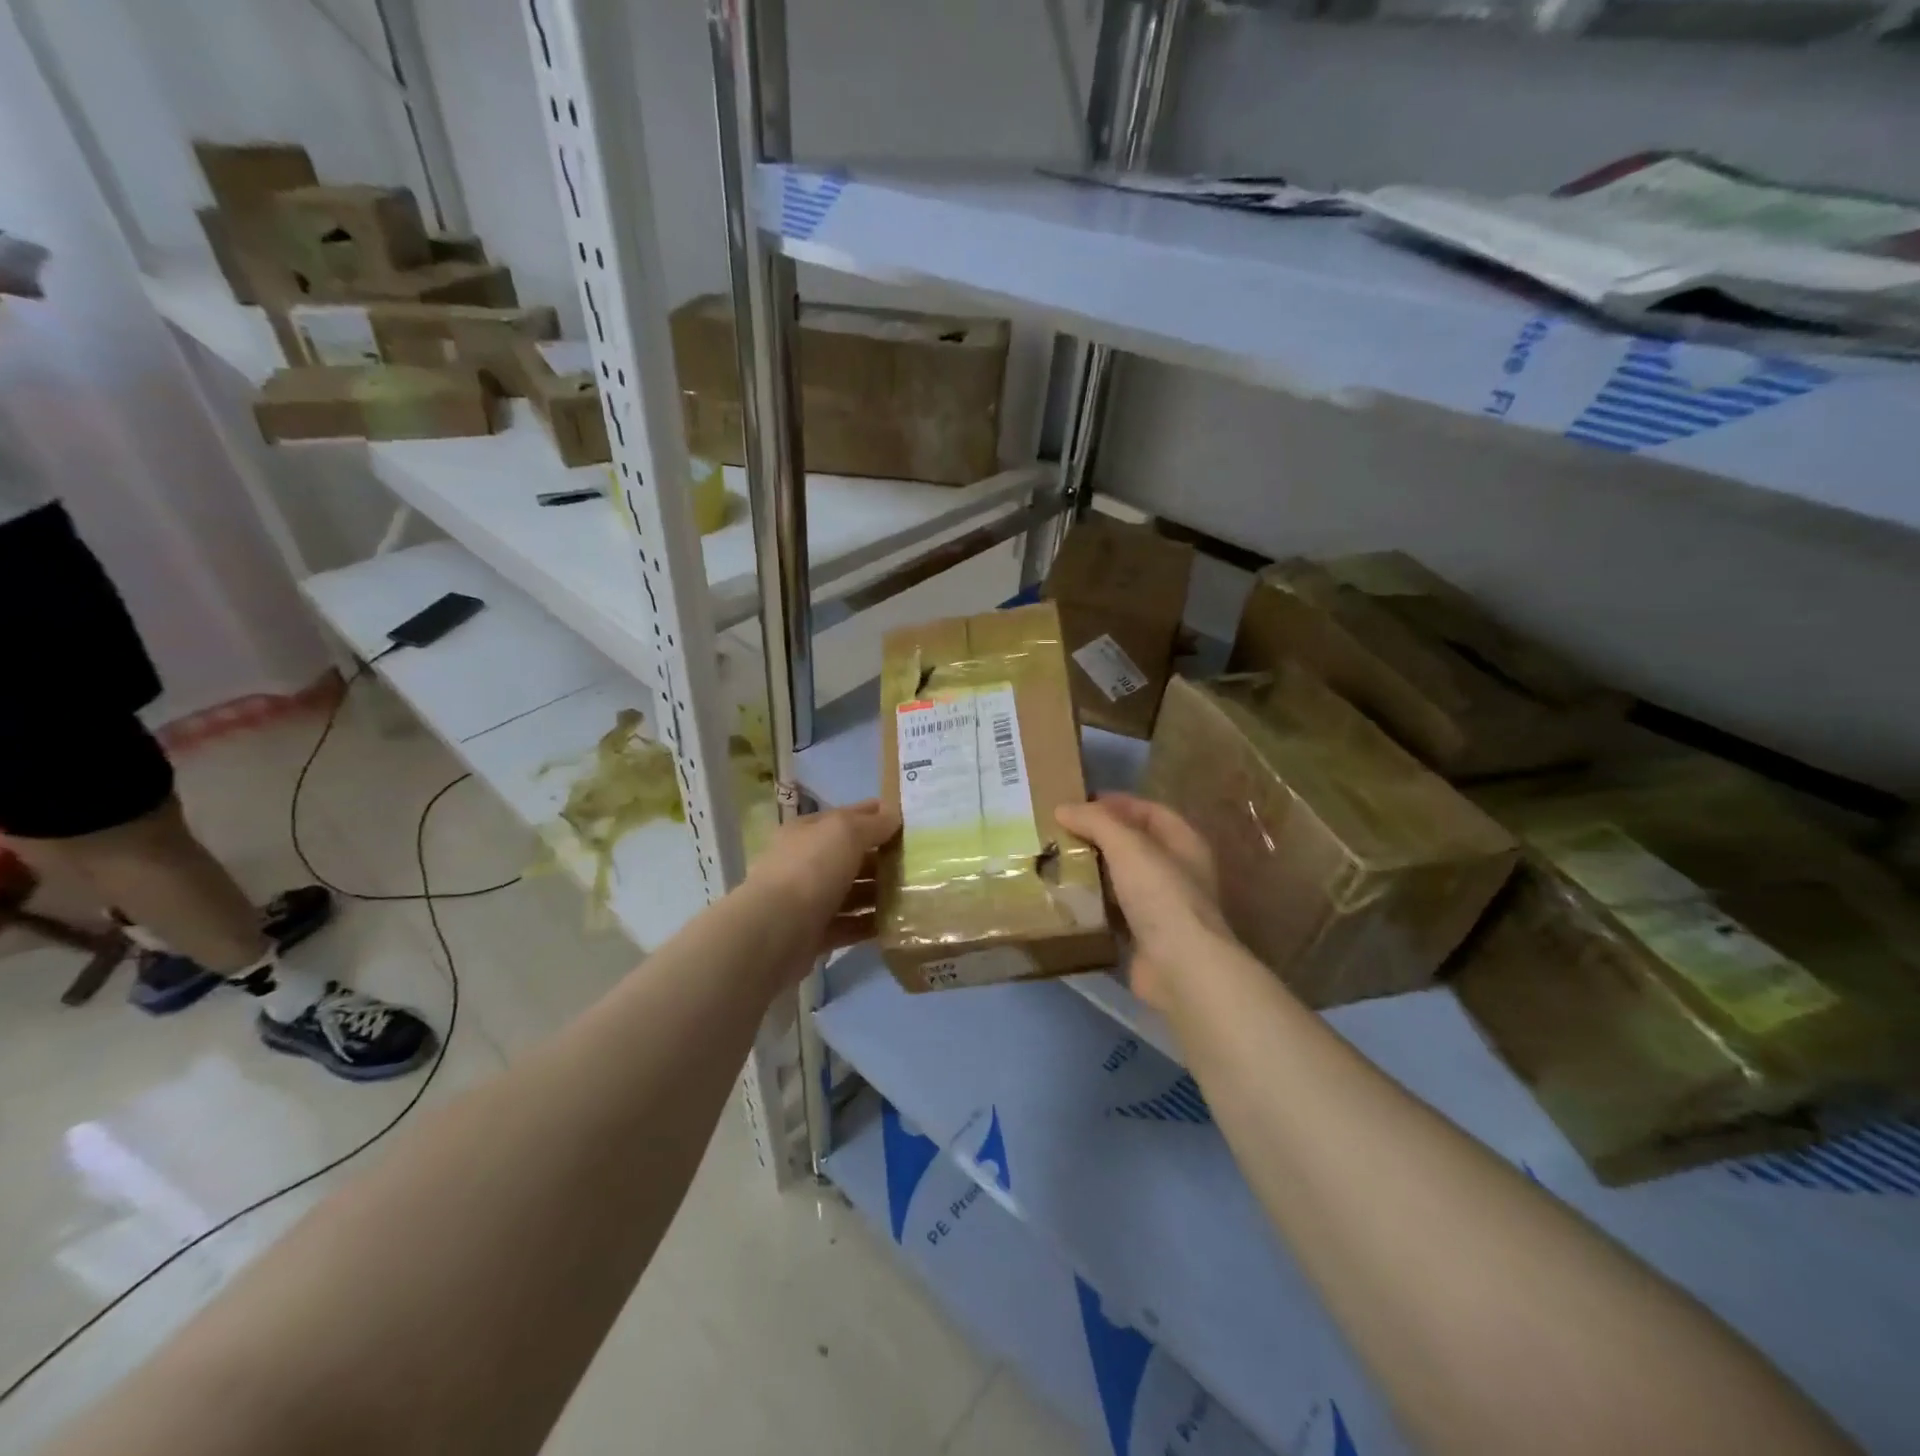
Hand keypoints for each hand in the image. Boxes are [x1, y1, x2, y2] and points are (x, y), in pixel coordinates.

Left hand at [744, 799, 899, 967]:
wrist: (775, 931)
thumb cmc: (811, 869)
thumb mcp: (845, 832)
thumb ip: (872, 824)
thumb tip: (894, 816)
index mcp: (808, 832)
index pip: (848, 817)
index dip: (877, 815)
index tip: (911, 821)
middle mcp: (806, 862)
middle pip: (851, 856)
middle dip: (883, 857)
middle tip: (922, 861)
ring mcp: (809, 900)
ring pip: (852, 892)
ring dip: (880, 893)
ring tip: (915, 893)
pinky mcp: (815, 933)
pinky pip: (850, 925)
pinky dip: (870, 924)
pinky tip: (897, 923)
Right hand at [1054, 793, 1230, 1015]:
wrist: (1179, 967)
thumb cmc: (1160, 895)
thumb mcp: (1127, 846)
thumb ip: (1096, 821)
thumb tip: (1063, 808)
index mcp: (1184, 842)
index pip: (1149, 811)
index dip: (1117, 803)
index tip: (1078, 804)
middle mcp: (1177, 871)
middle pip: (1134, 844)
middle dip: (1098, 837)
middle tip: (1059, 832)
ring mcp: (1162, 906)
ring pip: (1121, 879)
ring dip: (1092, 870)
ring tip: (1055, 861)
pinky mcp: (1144, 936)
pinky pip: (1113, 911)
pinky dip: (1092, 904)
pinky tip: (1065, 898)